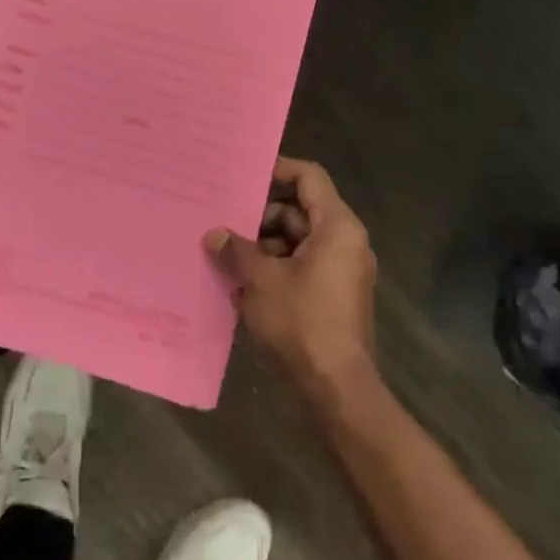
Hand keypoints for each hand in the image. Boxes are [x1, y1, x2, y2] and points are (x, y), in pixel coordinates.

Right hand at [205, 157, 377, 401]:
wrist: (337, 389)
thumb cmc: (302, 323)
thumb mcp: (260, 281)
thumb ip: (236, 250)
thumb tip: (214, 234)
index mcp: (337, 227)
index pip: (308, 177)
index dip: (277, 170)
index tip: (243, 177)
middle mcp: (346, 242)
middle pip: (300, 210)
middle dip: (261, 217)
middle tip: (225, 223)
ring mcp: (342, 270)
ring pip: (298, 241)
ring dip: (264, 247)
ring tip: (228, 258)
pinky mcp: (334, 296)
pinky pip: (303, 266)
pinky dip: (276, 269)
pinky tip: (243, 284)